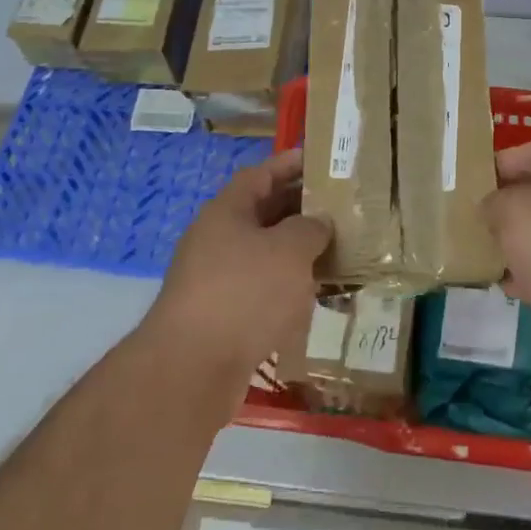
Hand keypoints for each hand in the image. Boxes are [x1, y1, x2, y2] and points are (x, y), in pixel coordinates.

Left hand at [150, 148, 329, 381]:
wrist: (192, 369)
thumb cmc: (244, 293)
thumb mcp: (289, 250)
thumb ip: (311, 228)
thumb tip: (318, 223)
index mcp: (227, 211)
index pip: (261, 174)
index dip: (289, 164)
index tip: (320, 160)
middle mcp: (216, 239)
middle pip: (262, 213)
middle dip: (299, 209)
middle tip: (338, 207)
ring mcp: (214, 279)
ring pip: (263, 254)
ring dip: (295, 251)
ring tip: (334, 250)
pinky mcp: (220, 317)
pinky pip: (259, 289)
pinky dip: (285, 287)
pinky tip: (311, 297)